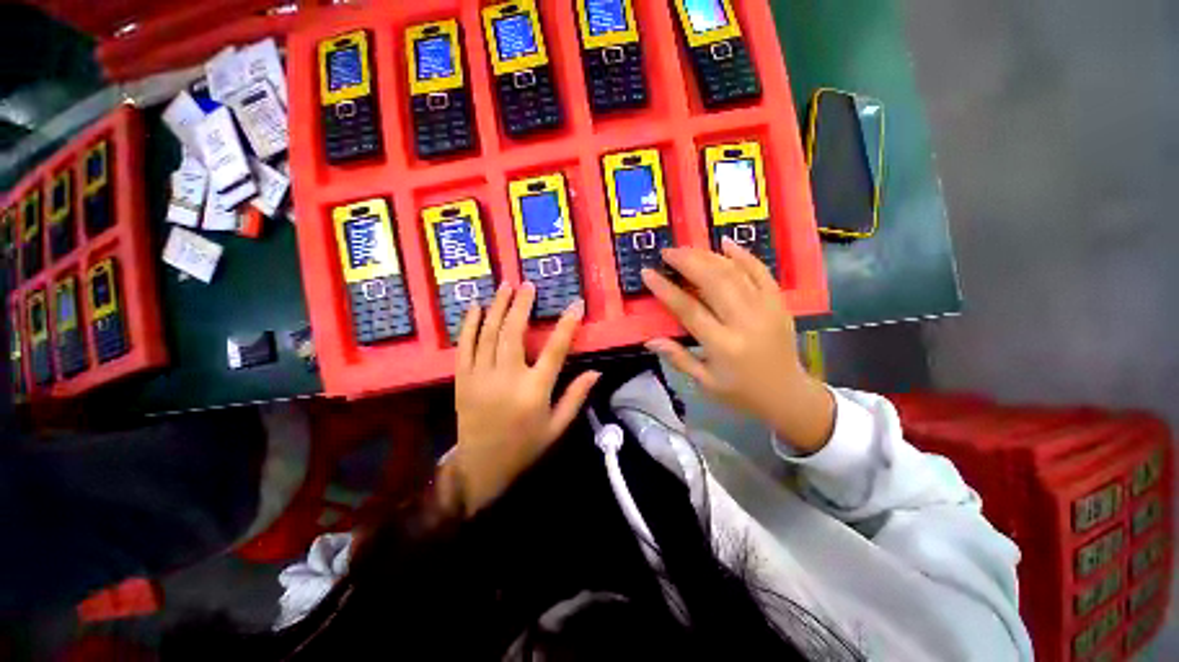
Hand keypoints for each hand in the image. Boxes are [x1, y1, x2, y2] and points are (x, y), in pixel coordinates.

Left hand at [445, 282, 599, 515]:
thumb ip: (576, 397)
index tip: (575, 304)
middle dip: (522, 305)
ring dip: (497, 307)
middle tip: (528, 284)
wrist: (481, 468)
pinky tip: (475, 306)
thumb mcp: (557, 427)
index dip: (567, 325)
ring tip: (505, 286)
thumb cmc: (525, 447)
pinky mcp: (462, 380)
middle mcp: (507, 379)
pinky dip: (470, 324)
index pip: (556, 350)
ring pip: (488, 334)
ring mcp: (480, 377)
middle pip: (514, 332)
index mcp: (535, 391)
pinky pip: (464, 346)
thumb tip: (596, 371)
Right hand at [641, 240, 834, 453]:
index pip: (689, 310)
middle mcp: (745, 322)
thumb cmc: (740, 392)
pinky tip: (725, 242)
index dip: (666, 290)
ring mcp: (766, 309)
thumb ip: (678, 358)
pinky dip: (743, 255)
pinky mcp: (779, 302)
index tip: (648, 273)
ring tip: (687, 248)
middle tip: (667, 252)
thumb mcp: (705, 383)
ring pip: (735, 273)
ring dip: (708, 256)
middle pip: (714, 282)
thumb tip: (650, 340)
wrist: (788, 394)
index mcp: (723, 346)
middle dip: (687, 262)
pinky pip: (761, 271)